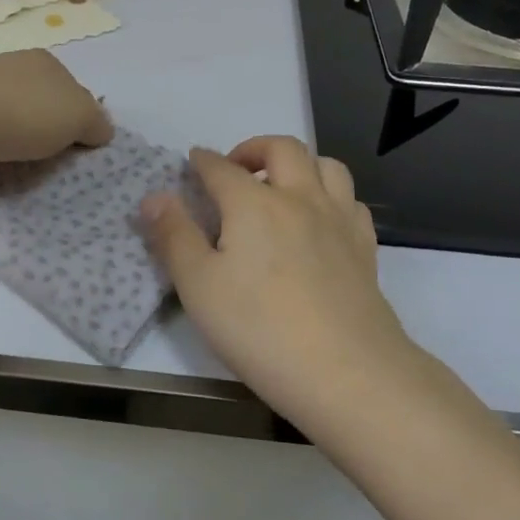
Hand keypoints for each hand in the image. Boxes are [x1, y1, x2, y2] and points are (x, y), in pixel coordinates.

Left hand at [0, 49, 112, 182]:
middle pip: (42, 103)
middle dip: (47, 130)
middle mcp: (11, 66)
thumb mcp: (79, 116)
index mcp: (44, 61)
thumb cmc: (21, 113)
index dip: (80, 121)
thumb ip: (96, 123)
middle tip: (52, 162)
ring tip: (19, 167)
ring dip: (16, 139)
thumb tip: (101, 131)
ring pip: (10, 117)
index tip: (78, 150)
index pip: (74, 91)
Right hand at [142, 136, 414, 426]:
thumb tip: (154, 196)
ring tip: (281, 185)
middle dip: (254, 148)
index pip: (221, 167)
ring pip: (325, 165)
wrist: (347, 371)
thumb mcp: (198, 286)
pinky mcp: (364, 246)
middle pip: (282, 148)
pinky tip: (320, 219)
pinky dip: (330, 195)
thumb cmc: (260, 329)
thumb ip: (174, 236)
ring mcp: (338, 219)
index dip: (203, 161)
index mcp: (253, 203)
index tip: (193, 160)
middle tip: (236, 167)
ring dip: (299, 164)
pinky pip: (350, 201)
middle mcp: (299, 198)